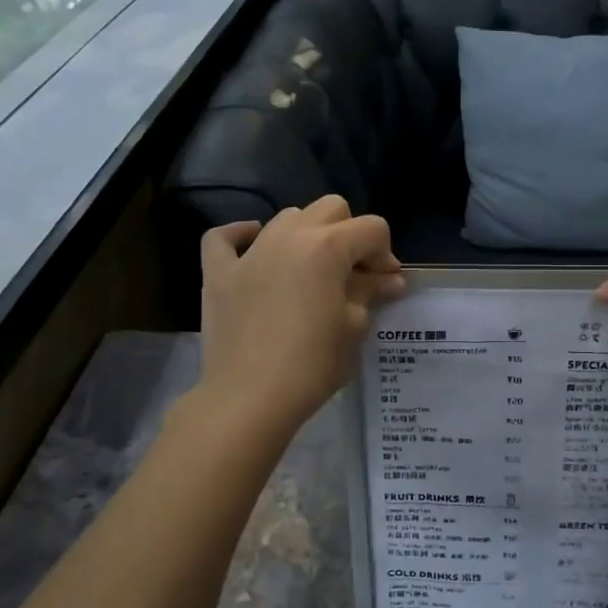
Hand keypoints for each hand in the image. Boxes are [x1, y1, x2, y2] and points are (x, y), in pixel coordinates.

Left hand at [196, 196, 403, 438]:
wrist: (249, 398)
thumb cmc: (311, 366)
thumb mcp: (353, 329)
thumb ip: (370, 294)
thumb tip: (388, 280)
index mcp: (328, 247)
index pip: (372, 229)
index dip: (385, 254)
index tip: (385, 284)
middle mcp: (289, 236)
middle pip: (331, 209)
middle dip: (350, 234)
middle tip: (353, 274)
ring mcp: (250, 252)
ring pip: (287, 217)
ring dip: (307, 234)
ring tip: (311, 270)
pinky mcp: (219, 273)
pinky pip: (224, 237)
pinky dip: (241, 236)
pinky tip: (253, 246)